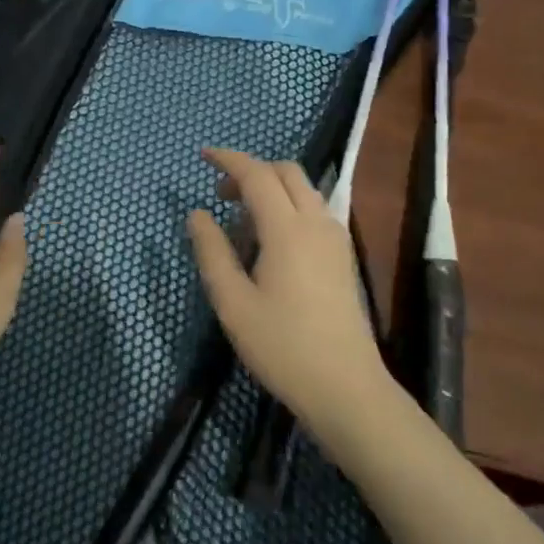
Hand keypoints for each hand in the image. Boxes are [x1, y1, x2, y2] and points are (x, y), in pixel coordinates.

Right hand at [186, 148, 395, 445]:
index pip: (256, 174)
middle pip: (286, 172)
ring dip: (271, 188)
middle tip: (221, 195)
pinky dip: (288, 206)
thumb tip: (197, 214)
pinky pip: (314, 210)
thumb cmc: (282, 346)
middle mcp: (316, 222)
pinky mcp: (344, 256)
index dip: (228, 159)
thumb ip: (211, 252)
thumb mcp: (233, 303)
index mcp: (287, 229)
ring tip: (242, 222)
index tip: (203, 155)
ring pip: (303, 189)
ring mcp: (335, 238)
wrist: (346, 387)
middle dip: (251, 171)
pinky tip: (271, 242)